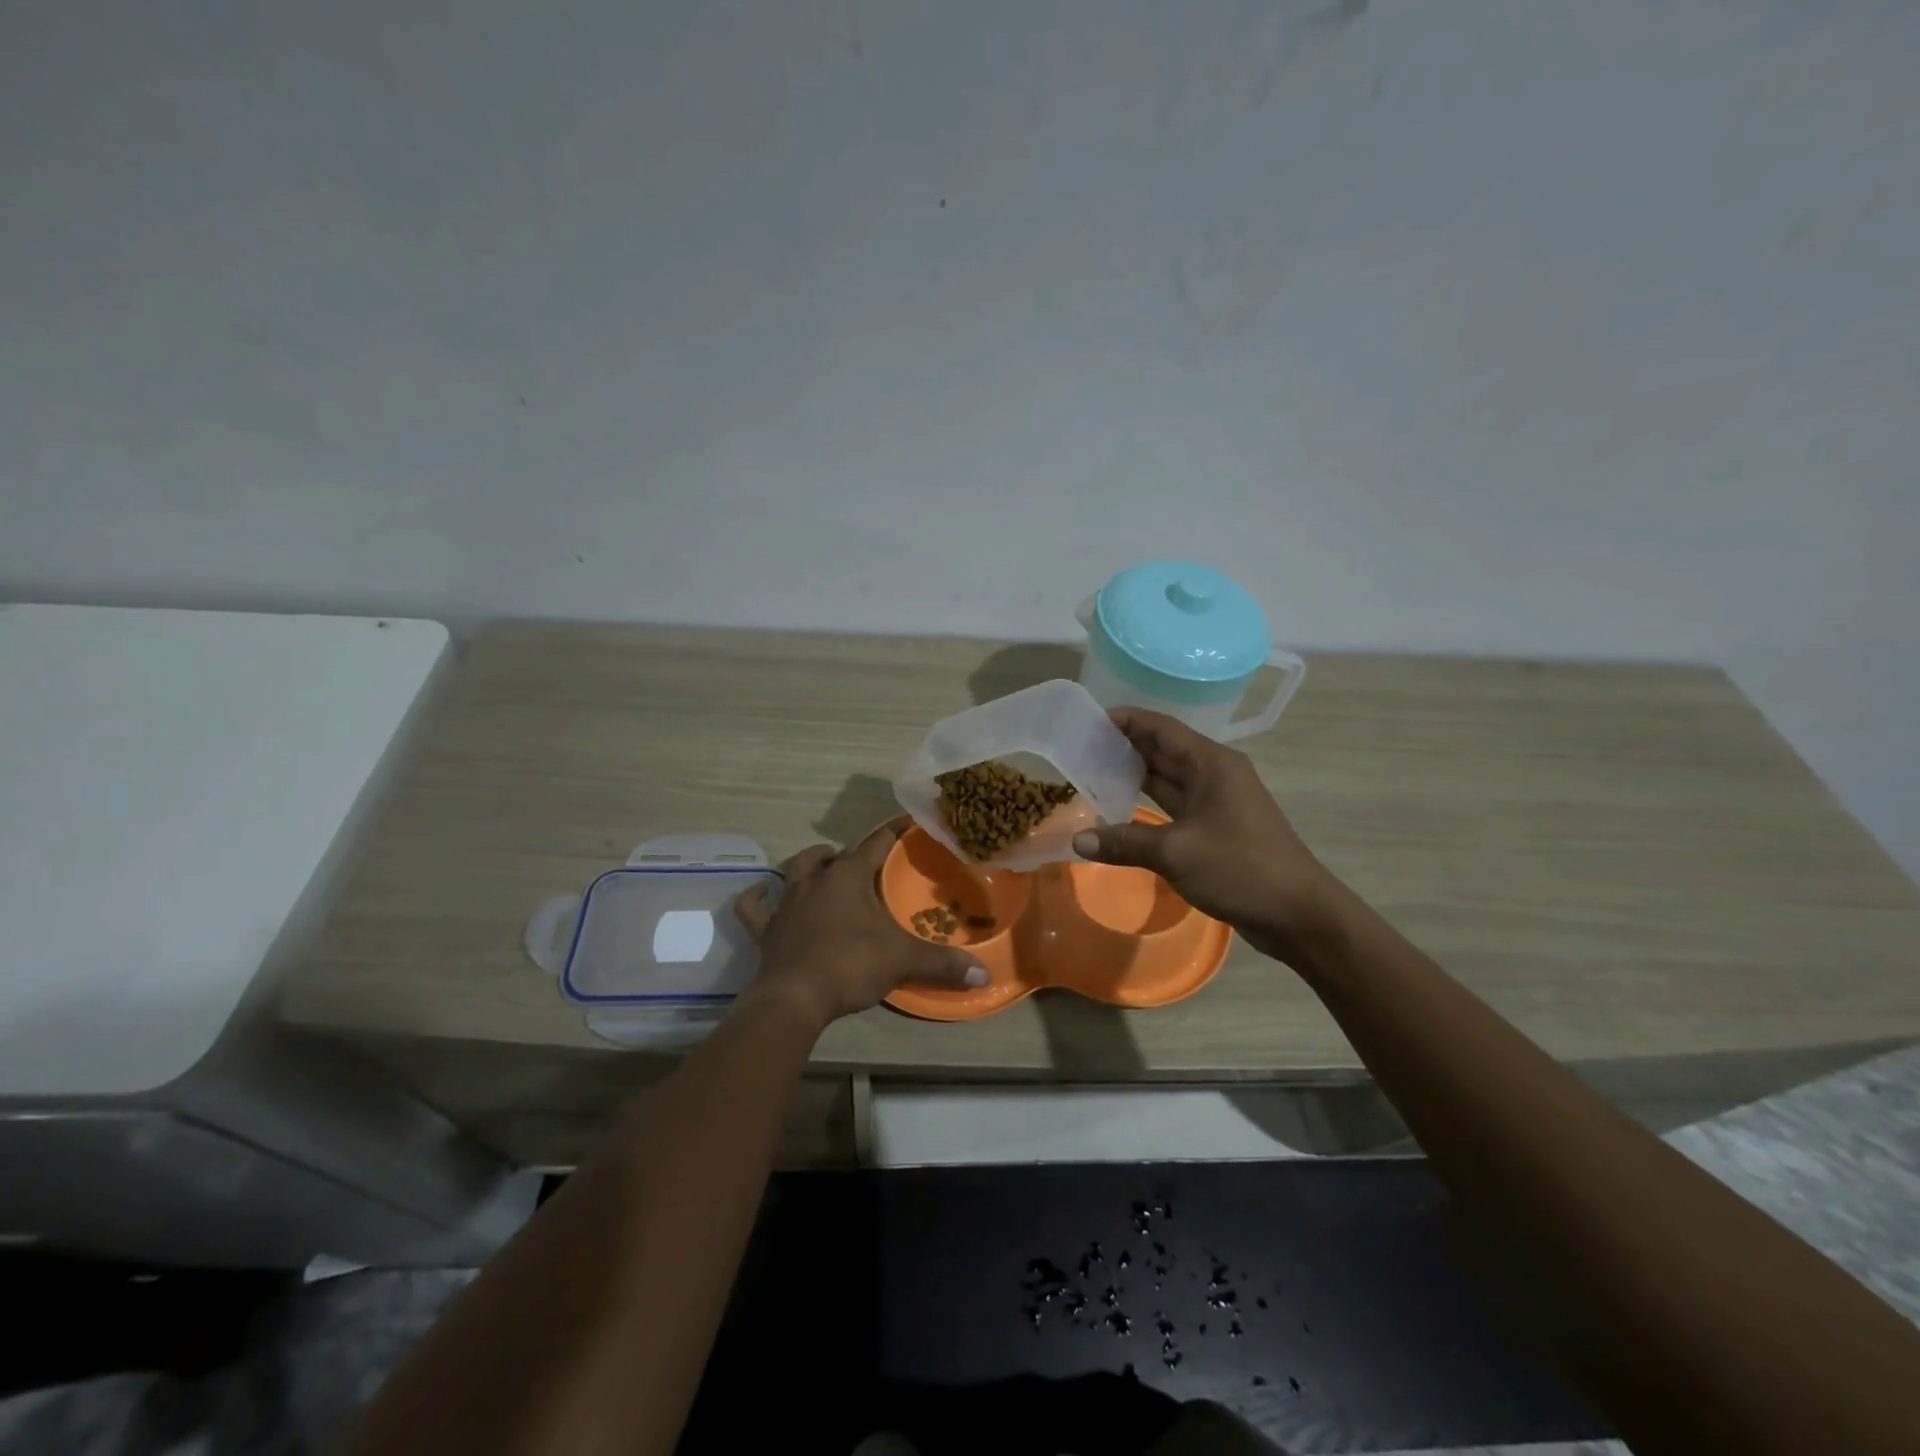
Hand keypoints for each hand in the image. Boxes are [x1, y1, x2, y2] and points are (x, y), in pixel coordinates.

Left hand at [734, 820, 988, 1028]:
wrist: (794, 999)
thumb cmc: (850, 965)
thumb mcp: (902, 961)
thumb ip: (943, 964)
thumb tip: (984, 974)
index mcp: (848, 876)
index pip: (875, 843)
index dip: (892, 832)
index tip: (906, 823)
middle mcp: (814, 880)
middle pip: (830, 854)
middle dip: (848, 854)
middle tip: (865, 866)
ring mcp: (786, 903)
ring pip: (794, 870)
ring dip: (808, 866)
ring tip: (822, 870)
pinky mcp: (766, 929)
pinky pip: (754, 907)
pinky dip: (757, 899)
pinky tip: (762, 894)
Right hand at [1071, 708, 1335, 965]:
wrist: (1298, 914)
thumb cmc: (1240, 868)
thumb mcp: (1175, 853)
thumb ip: (1124, 842)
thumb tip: (1077, 841)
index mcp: (1212, 764)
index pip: (1162, 728)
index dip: (1126, 720)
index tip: (1088, 720)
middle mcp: (1215, 774)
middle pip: (1164, 749)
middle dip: (1125, 745)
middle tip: (1080, 747)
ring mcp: (1218, 801)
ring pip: (1169, 778)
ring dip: (1134, 774)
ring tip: (1092, 772)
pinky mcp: (1217, 827)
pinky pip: (1176, 804)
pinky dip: (1148, 802)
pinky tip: (1120, 808)